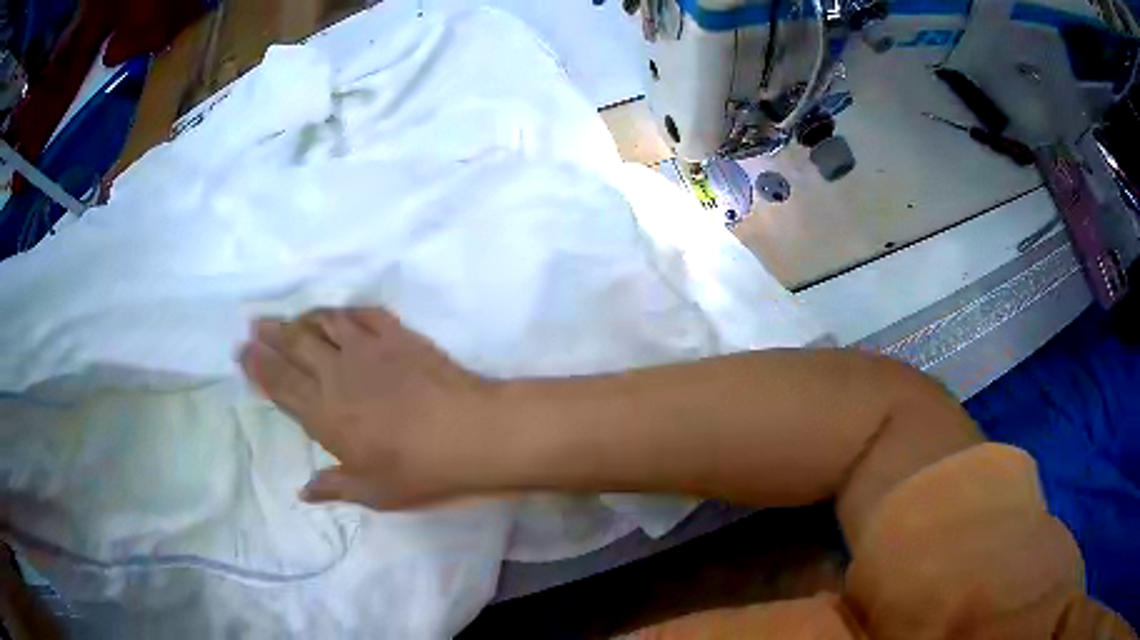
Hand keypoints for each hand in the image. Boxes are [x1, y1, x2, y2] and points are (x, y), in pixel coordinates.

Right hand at [239, 307, 502, 508]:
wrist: (470, 433)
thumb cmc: (419, 470)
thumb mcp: (372, 491)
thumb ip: (334, 487)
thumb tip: (304, 492)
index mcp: (324, 413)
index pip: (280, 383)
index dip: (258, 365)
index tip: (242, 350)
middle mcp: (337, 373)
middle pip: (294, 344)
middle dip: (271, 333)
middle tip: (255, 324)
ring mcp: (368, 348)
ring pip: (325, 322)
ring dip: (303, 317)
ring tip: (291, 318)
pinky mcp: (398, 335)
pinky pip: (364, 314)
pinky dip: (346, 311)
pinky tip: (342, 314)